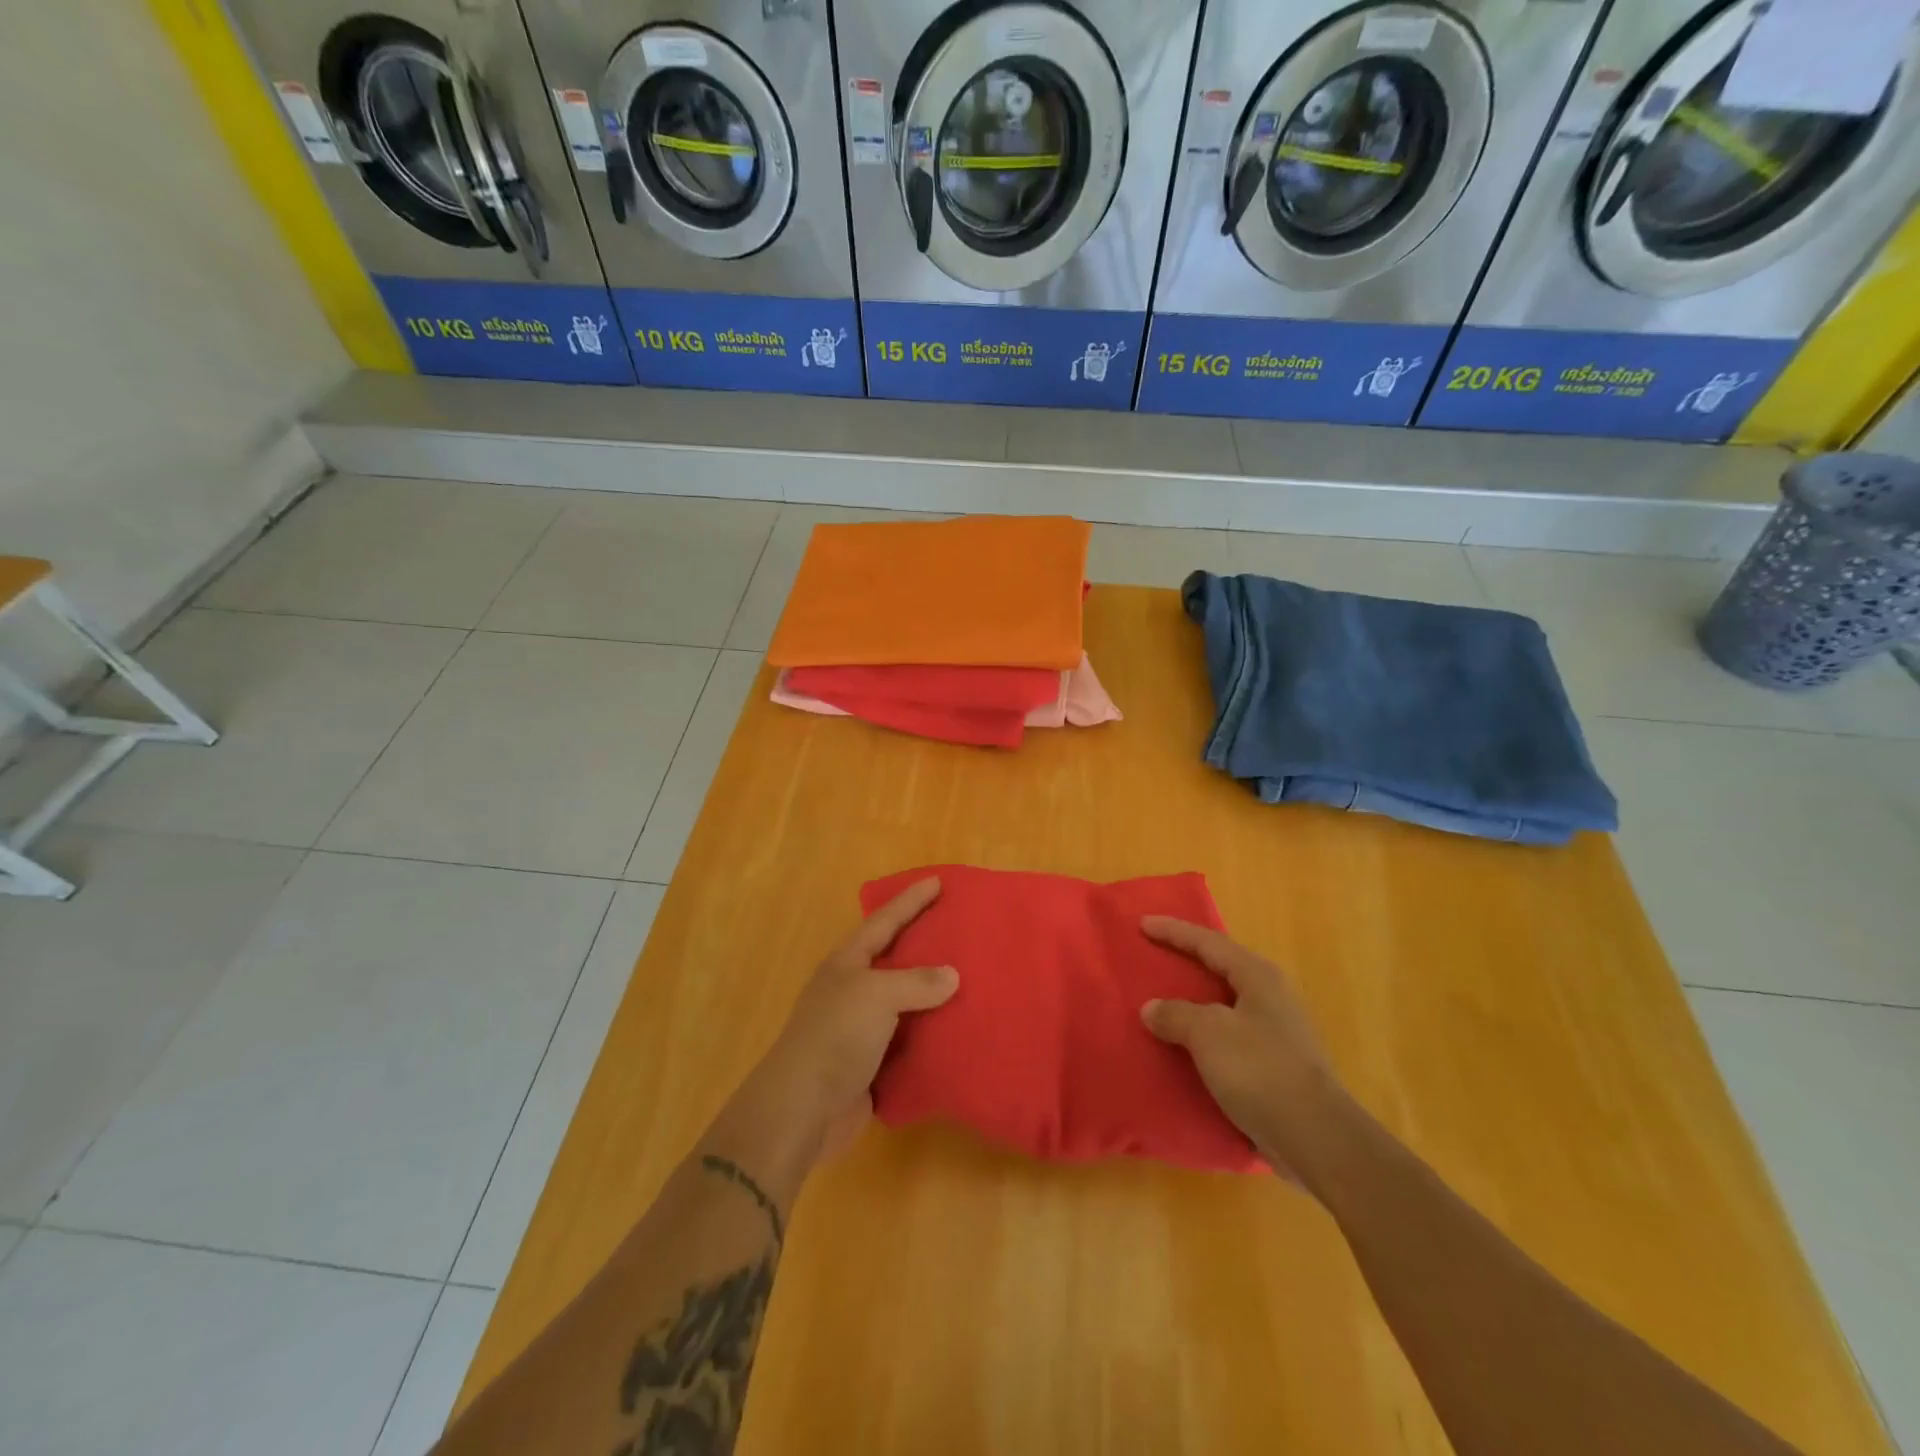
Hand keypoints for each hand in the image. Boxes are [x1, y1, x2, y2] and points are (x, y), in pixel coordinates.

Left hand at [722, 879, 957, 1189]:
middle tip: (959, 928)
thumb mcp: (876, 996)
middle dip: (924, 944)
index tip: (938, 882)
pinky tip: (959, 1033)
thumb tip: (952, 975)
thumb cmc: (835, 1037)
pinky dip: (932, 1036)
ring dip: (933, 995)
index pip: (884, 922)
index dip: (910, 901)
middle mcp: (853, 991)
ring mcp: (861, 1029)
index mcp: (847, 964)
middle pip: (894, 959)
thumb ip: (916, 982)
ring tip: (971, 980)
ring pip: (905, 1003)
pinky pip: (910, 1042)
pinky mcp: (872, 1064)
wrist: (802, 1110)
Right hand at [1140, 918, 1336, 1178]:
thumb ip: (1176, 1014)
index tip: (1143, 923)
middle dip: (1188, 960)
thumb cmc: (1260, 1070)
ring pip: (1225, 1003)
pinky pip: (1229, 1035)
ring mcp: (1277, 1031)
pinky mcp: (1276, 1064)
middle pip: (1221, 967)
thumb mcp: (1208, 1034)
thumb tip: (1152, 1008)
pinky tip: (1187, 1044)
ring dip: (1195, 999)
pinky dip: (1204, 1033)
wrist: (1315, 1137)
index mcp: (1258, 976)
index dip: (1174, 932)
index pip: (1208, 942)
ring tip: (1165, 998)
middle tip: (1155, 954)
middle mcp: (1271, 996)